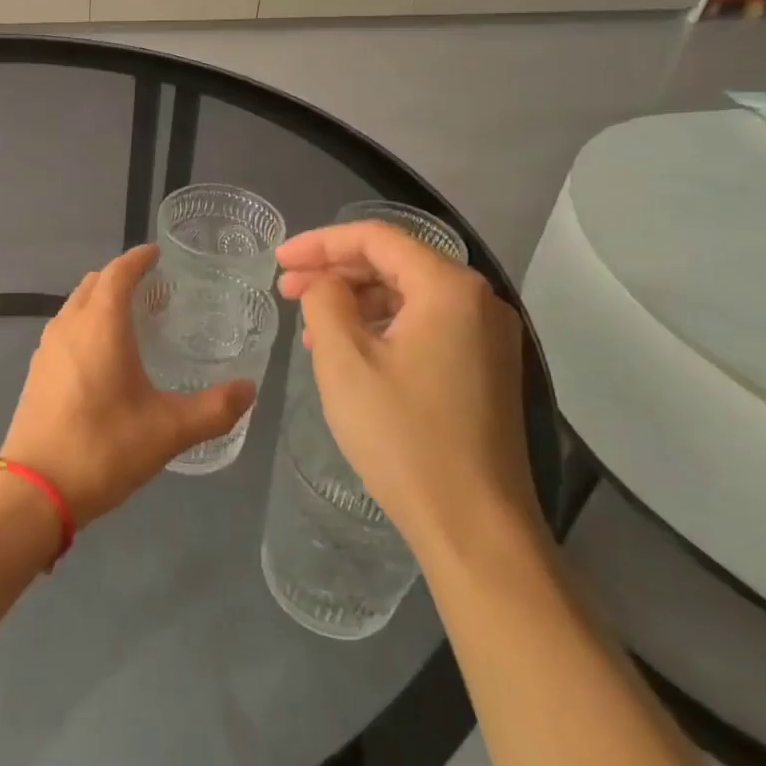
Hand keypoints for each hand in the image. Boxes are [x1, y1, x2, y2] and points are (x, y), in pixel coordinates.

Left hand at [0, 245, 256, 525]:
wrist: (34, 490)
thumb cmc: (103, 448)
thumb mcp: (167, 431)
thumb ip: (213, 409)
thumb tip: (248, 389)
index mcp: (100, 325)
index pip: (118, 272)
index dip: (138, 258)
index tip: (157, 254)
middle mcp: (69, 325)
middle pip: (94, 283)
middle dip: (120, 277)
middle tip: (153, 289)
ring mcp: (47, 348)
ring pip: (76, 306)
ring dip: (101, 301)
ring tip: (132, 319)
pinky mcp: (37, 371)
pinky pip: (65, 329)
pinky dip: (85, 323)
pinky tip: (103, 356)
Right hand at [276, 222, 539, 558]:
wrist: (474, 528)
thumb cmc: (403, 436)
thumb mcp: (344, 360)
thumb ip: (325, 301)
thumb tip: (324, 284)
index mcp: (449, 288)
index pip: (376, 238)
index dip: (320, 243)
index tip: (277, 261)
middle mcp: (478, 301)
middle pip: (395, 262)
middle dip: (335, 271)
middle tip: (286, 289)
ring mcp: (487, 337)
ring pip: (408, 295)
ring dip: (355, 300)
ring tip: (310, 324)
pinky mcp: (484, 369)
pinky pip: (424, 325)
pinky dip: (381, 326)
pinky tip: (348, 349)